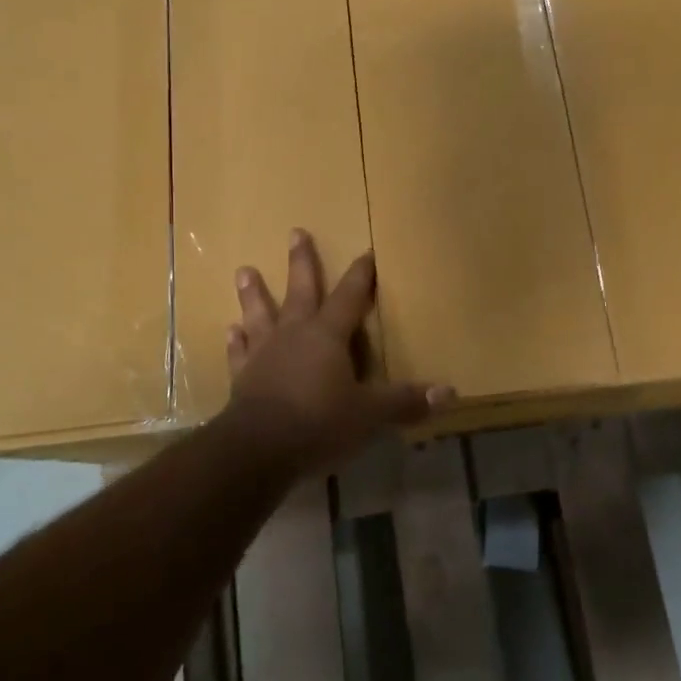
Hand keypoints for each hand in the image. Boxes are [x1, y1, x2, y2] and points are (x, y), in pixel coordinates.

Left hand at [223, 230, 453, 477]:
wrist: (258, 449)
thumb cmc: (319, 423)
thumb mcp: (370, 415)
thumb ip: (405, 402)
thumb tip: (449, 392)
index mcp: (328, 336)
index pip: (350, 297)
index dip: (360, 275)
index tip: (366, 252)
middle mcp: (294, 334)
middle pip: (300, 291)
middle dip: (301, 262)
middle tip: (295, 232)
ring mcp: (264, 353)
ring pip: (260, 314)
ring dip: (254, 293)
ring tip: (243, 270)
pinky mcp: (242, 377)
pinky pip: (240, 352)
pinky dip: (236, 341)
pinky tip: (230, 330)